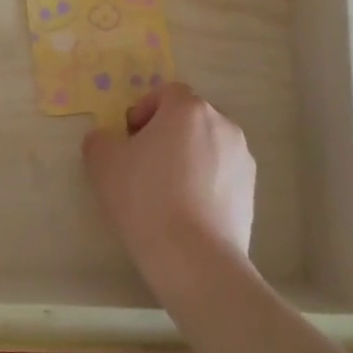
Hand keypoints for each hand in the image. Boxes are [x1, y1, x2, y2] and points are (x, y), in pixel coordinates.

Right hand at [83, 82, 254, 288]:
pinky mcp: (251, 190)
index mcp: (188, 109)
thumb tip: (107, 140)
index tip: (130, 140)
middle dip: (167, 134)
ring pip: (207, 146)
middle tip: (144, 164)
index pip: (165, 93)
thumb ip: (100, 140)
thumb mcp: (103, 163)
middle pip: (189, 118)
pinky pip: (222, 173)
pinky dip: (205, 182)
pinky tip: (187, 211)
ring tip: (167, 191)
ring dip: (188, 157)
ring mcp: (242, 158)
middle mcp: (222, 124)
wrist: (194, 258)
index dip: (144, 111)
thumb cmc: (145, 198)